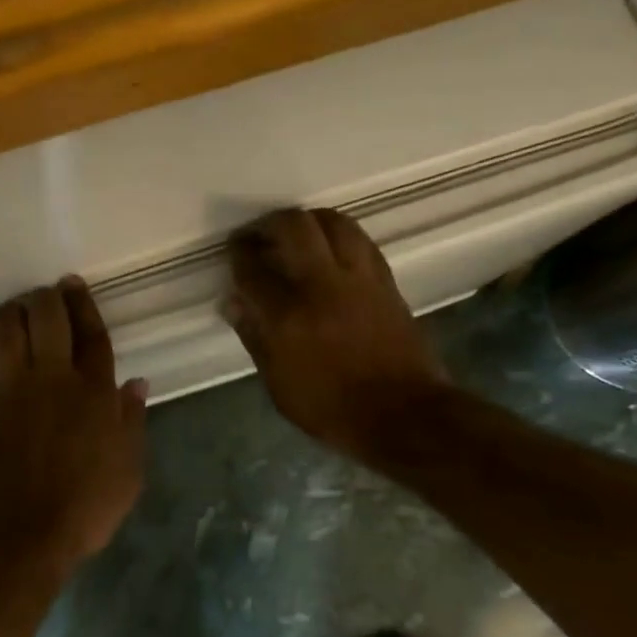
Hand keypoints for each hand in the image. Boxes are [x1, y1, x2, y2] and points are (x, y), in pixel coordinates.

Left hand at [0, 277, 147, 572]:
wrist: (22, 532)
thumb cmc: (85, 506)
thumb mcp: (128, 470)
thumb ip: (132, 421)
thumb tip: (136, 383)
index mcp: (95, 392)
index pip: (91, 333)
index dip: (83, 304)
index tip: (73, 284)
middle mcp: (53, 378)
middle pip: (46, 317)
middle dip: (46, 296)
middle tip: (45, 293)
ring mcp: (12, 388)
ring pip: (7, 328)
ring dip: (11, 310)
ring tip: (16, 310)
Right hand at [224, 208, 445, 462]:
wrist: (404, 415)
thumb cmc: (332, 409)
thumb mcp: (279, 385)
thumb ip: (254, 337)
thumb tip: (233, 302)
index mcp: (288, 316)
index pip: (253, 268)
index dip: (238, 254)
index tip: (233, 251)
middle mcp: (322, 286)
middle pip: (293, 226)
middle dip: (268, 224)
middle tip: (258, 236)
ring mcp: (359, 279)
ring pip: (332, 222)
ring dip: (307, 220)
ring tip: (294, 234)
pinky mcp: (385, 281)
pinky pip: (359, 240)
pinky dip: (337, 234)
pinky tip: (329, 247)